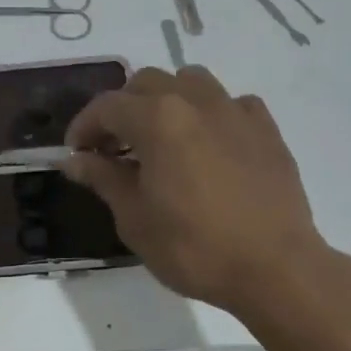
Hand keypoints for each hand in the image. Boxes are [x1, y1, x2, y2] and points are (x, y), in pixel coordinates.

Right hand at [62, 66, 327, 313]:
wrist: (275, 268)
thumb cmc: (195, 247)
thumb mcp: (134, 219)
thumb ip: (103, 178)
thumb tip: (75, 160)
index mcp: (158, 119)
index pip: (107, 106)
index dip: (84, 126)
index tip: (75, 153)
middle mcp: (196, 101)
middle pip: (146, 83)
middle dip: (121, 110)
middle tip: (112, 148)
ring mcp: (235, 110)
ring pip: (190, 81)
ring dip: (165, 100)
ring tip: (160, 137)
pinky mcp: (266, 128)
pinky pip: (229, 103)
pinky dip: (209, 114)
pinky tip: (208, 145)